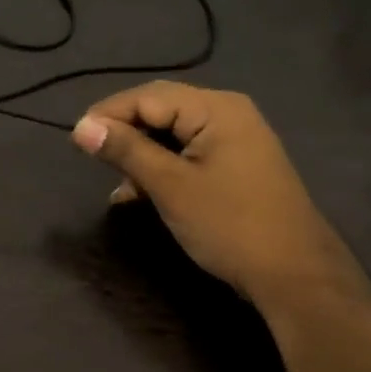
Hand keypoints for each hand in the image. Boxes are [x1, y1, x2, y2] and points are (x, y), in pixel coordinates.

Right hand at [71, 82, 348, 306]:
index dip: (108, 114)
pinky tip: (139, 194)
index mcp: (216, 109)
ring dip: (140, 154)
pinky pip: (188, 153)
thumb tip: (81, 127)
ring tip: (117, 185)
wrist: (295, 276)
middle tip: (91, 157)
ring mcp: (236, 140)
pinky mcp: (236, 165)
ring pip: (172, 134)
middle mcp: (228, 114)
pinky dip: (162, 168)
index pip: (148, 96)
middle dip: (124, 132)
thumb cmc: (229, 225)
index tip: (75, 140)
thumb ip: (126, 151)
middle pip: (161, 109)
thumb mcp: (170, 186)